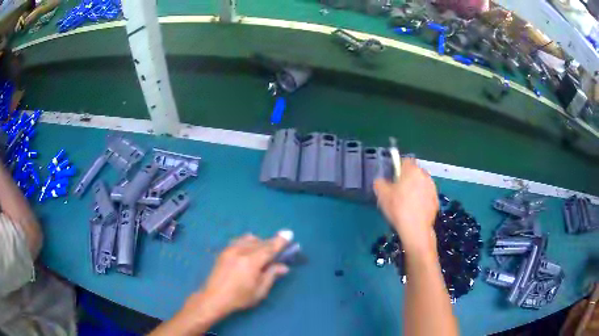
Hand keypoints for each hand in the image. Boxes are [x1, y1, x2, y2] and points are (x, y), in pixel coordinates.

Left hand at [150, 232, 290, 335]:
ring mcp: (230, 249)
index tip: (289, 233)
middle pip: (260, 242)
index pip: (269, 248)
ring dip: (259, 242)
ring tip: (263, 252)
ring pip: (249, 239)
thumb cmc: (239, 298)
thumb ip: (271, 275)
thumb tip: (283, 266)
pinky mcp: (224, 251)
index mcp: (251, 262)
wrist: (214, 298)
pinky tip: (249, 251)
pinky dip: (248, 242)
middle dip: (271, 243)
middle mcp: (241, 251)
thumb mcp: (260, 291)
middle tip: (279, 249)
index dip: (280, 241)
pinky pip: (239, 240)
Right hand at [374, 158, 438, 253]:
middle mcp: (425, 175)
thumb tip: (381, 181)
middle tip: (398, 191)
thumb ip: (379, 183)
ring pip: (422, 184)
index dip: (399, 167)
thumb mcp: (382, 195)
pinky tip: (415, 211)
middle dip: (408, 179)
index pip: (405, 160)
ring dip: (416, 189)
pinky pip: (427, 196)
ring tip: (407, 203)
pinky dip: (422, 200)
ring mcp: (433, 188)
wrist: (415, 228)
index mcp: (412, 170)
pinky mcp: (436, 200)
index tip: (393, 178)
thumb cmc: (398, 208)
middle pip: (415, 172)